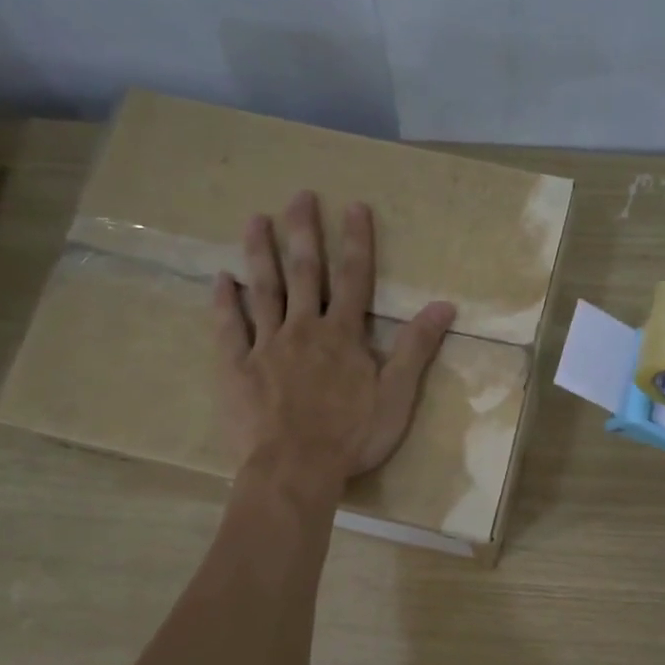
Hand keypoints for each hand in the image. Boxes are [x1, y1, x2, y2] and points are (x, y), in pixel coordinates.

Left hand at [213, 190, 454, 492]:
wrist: (296, 469)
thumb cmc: (352, 436)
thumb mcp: (397, 395)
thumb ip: (417, 348)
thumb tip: (445, 305)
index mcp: (343, 335)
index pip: (354, 278)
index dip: (357, 241)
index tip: (355, 206)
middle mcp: (304, 329)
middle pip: (303, 273)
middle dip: (303, 232)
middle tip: (298, 195)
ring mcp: (266, 346)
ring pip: (263, 290)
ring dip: (259, 253)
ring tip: (254, 219)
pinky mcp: (236, 368)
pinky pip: (228, 329)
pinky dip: (223, 303)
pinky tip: (219, 278)